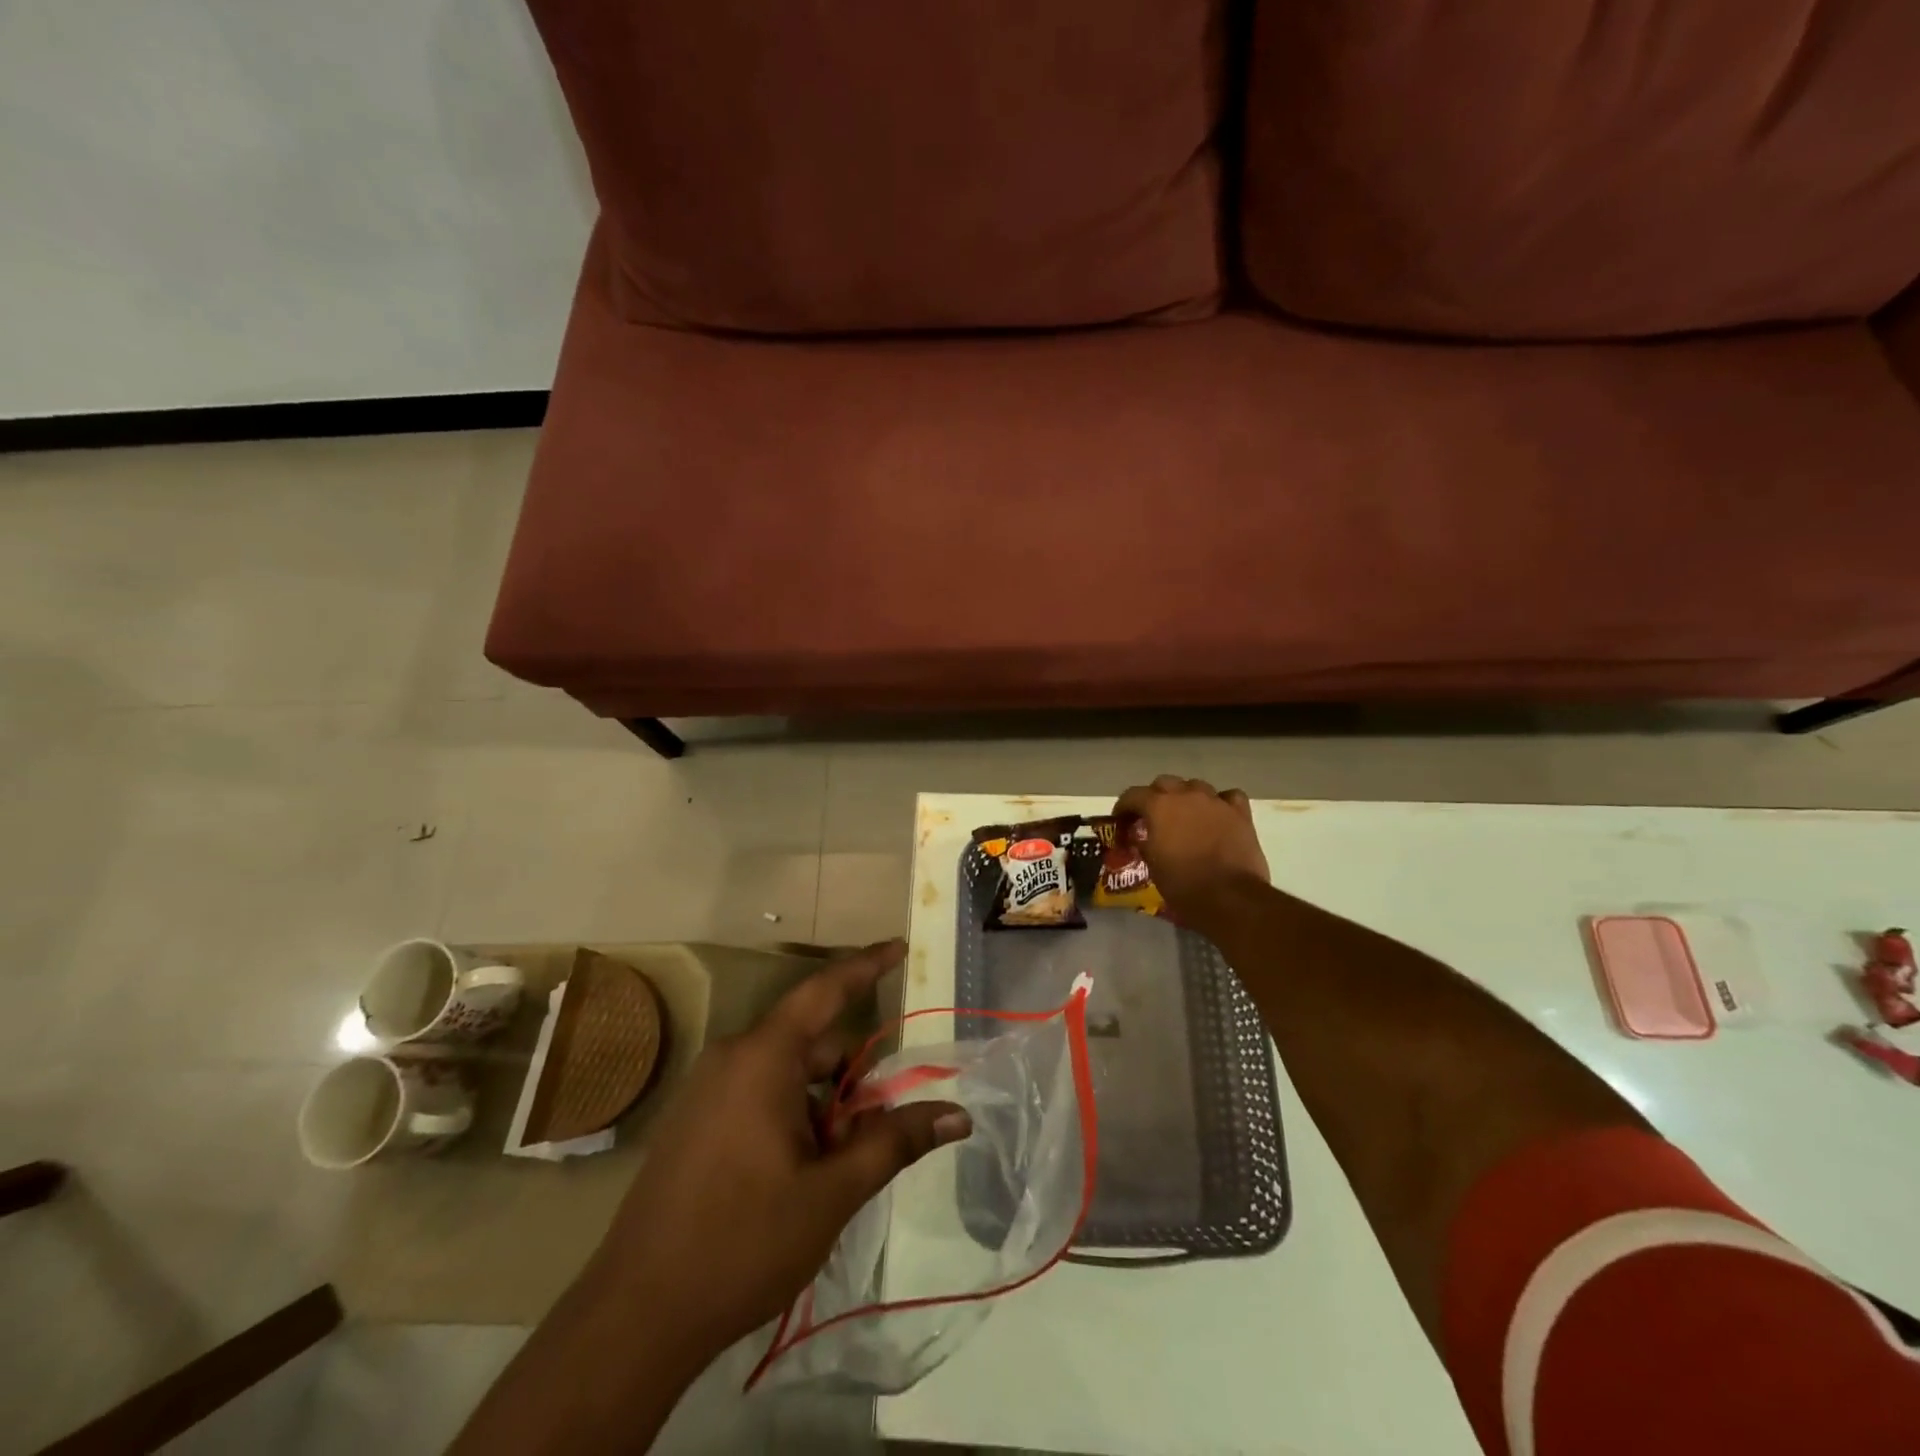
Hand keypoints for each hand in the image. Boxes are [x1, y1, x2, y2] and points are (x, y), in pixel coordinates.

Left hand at [588, 940, 969, 1364]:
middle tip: (881, 1128)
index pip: (825, 990)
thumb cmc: (742, 1242)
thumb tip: (958, 1115)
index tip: (899, 947)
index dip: (867, 966)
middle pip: (812, 1044)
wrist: (635, 1315)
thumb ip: (894, 1141)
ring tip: (839, 1166)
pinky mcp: (695, 1121)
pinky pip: (759, 1094)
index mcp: (763, 1057)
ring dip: (823, 1105)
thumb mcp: (832, 1191)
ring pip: (787, 1074)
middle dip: (853, 1077)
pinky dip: (793, 1116)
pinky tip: (801, 1174)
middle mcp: (732, 1058)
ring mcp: (708, 1090)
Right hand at [1113, 775, 1270, 916]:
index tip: (1120, 821)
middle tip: (1152, 818)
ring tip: (1185, 816)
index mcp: (1158, 806)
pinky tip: (1217, 815)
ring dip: (1186, 797)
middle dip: (1154, 797)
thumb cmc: (1183, 884)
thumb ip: (1144, 843)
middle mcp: (1186, 795)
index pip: (1133, 795)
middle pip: (1164, 783)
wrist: (1230, 898)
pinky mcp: (1240, 814)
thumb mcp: (1152, 865)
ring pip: (1196, 786)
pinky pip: (1228, 797)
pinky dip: (1220, 803)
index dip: (1123, 807)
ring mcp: (1215, 802)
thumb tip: (1142, 838)